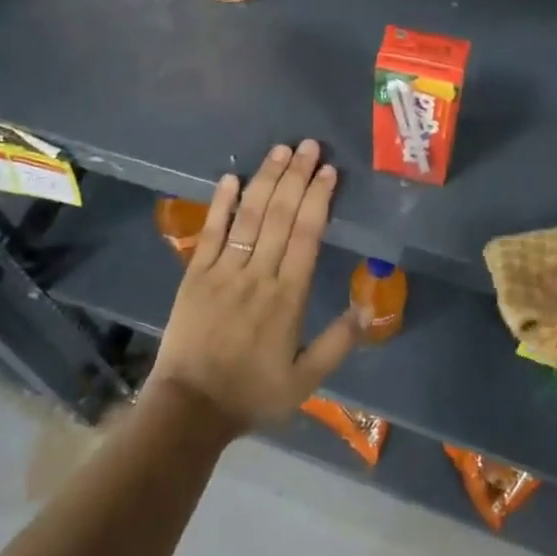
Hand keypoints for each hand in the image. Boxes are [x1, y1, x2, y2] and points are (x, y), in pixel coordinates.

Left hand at [147, 141, 362, 438]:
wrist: (190, 409)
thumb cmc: (252, 394)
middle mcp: (258, 275)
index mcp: (287, 298)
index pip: (307, 236)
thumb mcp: (305, 382)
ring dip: (265, 180)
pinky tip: (230, 177)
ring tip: (280, 150)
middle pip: (281, 216)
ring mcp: (223, 271)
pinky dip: (220, 204)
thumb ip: (337, 344)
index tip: (329, 171)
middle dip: (297, 177)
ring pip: (249, 216)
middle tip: (309, 145)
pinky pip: (210, 232)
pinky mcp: (194, 274)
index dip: (318, 199)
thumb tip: (366, 308)